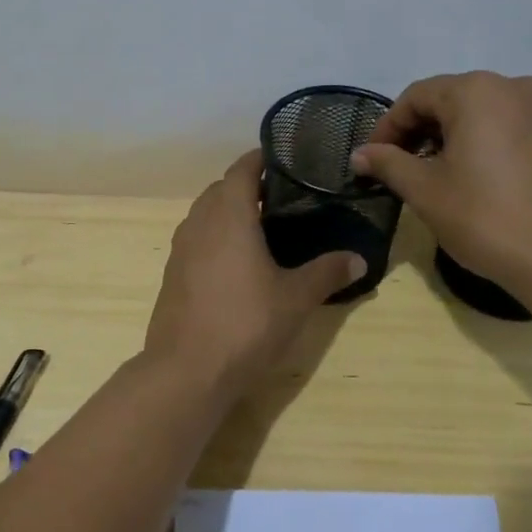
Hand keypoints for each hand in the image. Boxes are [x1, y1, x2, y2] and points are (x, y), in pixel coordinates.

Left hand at [144, 150, 365, 396]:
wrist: (187, 371)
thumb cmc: (246, 324)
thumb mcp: (296, 299)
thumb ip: (327, 272)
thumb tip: (359, 258)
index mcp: (228, 215)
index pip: (240, 170)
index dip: (260, 160)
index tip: (282, 160)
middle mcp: (198, 224)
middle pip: (219, 190)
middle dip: (245, 187)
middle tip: (280, 198)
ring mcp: (180, 250)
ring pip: (203, 216)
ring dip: (227, 213)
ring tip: (260, 228)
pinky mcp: (172, 276)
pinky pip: (195, 241)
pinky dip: (214, 238)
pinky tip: (235, 264)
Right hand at [349, 72, 531, 287]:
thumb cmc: (488, 218)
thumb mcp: (426, 191)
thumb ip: (388, 164)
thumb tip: (360, 154)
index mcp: (477, 92)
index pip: (416, 96)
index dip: (388, 127)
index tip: (373, 160)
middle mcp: (516, 87)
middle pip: (452, 100)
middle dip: (421, 131)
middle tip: (402, 169)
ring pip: (486, 115)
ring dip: (455, 139)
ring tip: (441, 178)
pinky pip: (515, 130)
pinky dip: (489, 147)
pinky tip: (485, 183)